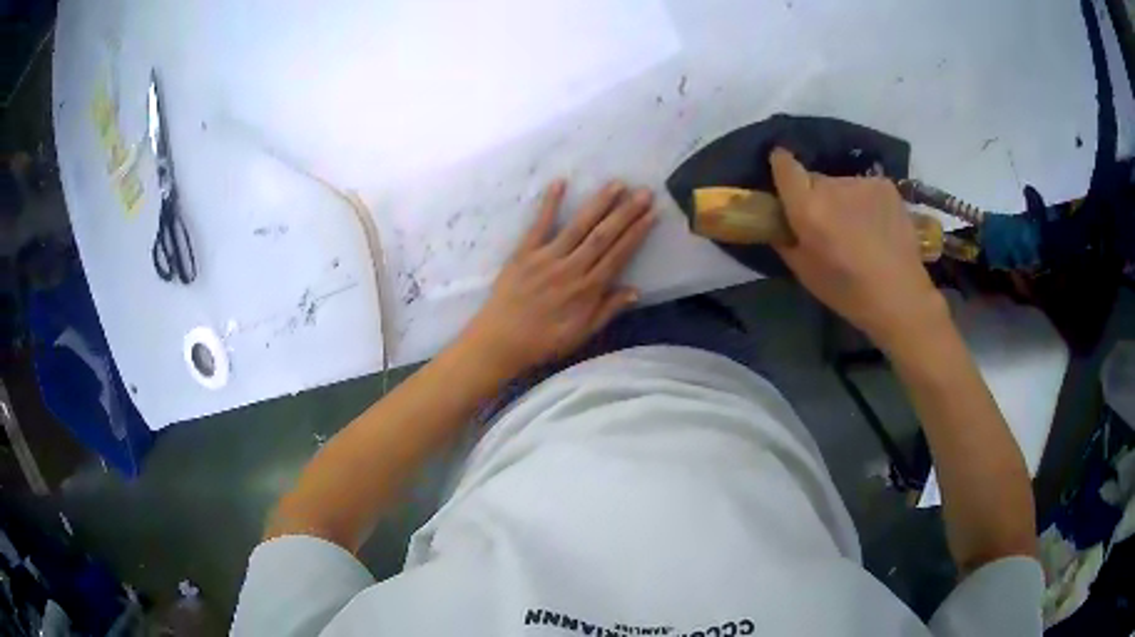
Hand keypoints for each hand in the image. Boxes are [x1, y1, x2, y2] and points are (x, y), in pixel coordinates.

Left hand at [461, 179, 656, 376]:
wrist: (500, 342)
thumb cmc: (543, 341)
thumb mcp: (581, 334)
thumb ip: (607, 310)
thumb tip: (636, 291)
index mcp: (587, 290)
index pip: (618, 255)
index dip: (636, 233)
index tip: (652, 214)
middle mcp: (571, 269)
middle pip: (603, 236)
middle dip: (626, 213)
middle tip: (644, 192)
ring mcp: (546, 258)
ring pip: (578, 226)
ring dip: (599, 203)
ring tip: (617, 184)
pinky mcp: (523, 253)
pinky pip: (539, 225)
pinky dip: (549, 204)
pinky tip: (560, 183)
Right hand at [769, 148, 947, 351]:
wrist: (900, 297)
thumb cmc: (847, 292)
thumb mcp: (804, 272)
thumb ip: (785, 239)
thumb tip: (777, 222)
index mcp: (808, 208)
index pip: (785, 165)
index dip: (780, 166)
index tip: (781, 173)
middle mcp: (833, 186)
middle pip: (814, 178)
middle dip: (814, 195)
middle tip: (826, 224)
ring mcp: (862, 183)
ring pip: (841, 185)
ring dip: (842, 200)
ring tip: (857, 230)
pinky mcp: (885, 185)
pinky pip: (864, 188)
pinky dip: (864, 202)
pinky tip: (876, 226)